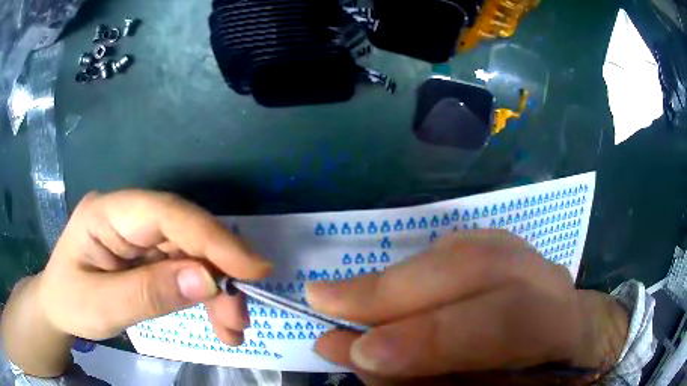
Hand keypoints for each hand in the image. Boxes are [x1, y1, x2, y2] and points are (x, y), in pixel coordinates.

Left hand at [37, 191, 271, 341]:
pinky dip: (207, 297)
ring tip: (233, 329)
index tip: (254, 270)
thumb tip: (207, 280)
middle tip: (241, 318)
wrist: (58, 307)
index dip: (211, 238)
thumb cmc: (70, 302)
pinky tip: (218, 322)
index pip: (166, 213)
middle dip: (220, 275)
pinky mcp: (148, 254)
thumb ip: (149, 294)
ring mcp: (140, 234)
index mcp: (107, 213)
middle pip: (186, 234)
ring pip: (192, 253)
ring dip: (218, 291)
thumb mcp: (102, 306)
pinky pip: (186, 269)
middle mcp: (129, 215)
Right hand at [307, 231, 628, 384]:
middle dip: (395, 289)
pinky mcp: (509, 248)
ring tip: (346, 295)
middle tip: (324, 300)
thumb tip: (354, 354)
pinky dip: (416, 267)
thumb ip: (426, 381)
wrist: (570, 347)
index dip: (434, 338)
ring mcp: (530, 256)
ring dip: (398, 277)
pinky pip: (458, 247)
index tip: (362, 351)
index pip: (507, 321)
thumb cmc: (532, 380)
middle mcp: (549, 279)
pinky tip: (390, 287)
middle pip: (477, 266)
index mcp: (562, 325)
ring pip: (462, 250)